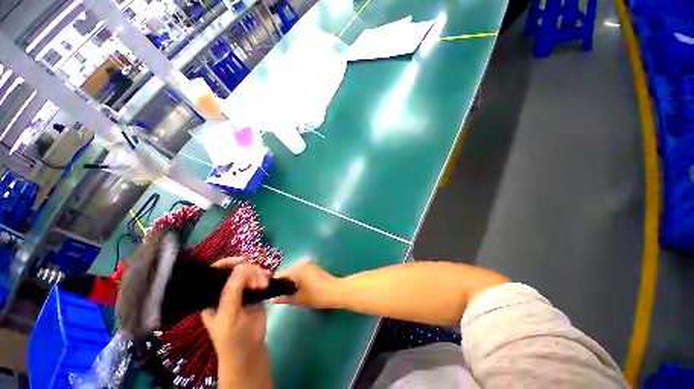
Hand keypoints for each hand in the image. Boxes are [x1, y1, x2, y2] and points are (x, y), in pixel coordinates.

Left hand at [201, 262, 268, 368]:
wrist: (249, 350)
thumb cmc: (232, 336)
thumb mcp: (229, 314)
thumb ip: (232, 290)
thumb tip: (242, 265)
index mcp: (213, 296)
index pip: (216, 273)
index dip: (227, 263)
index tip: (242, 261)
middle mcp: (226, 291)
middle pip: (237, 270)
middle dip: (248, 272)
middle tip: (256, 282)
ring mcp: (241, 292)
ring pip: (250, 273)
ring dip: (258, 275)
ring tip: (263, 285)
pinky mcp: (254, 294)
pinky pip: (259, 279)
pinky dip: (264, 277)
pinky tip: (267, 282)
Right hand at [273, 260, 339, 308]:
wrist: (336, 291)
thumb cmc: (316, 295)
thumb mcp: (298, 299)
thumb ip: (284, 298)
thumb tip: (272, 300)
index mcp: (296, 269)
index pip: (280, 274)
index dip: (274, 284)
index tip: (270, 293)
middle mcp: (301, 263)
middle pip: (287, 272)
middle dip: (282, 282)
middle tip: (279, 295)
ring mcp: (309, 264)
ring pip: (294, 271)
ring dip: (290, 280)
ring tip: (288, 293)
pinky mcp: (314, 266)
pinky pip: (301, 271)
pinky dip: (298, 278)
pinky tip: (298, 288)